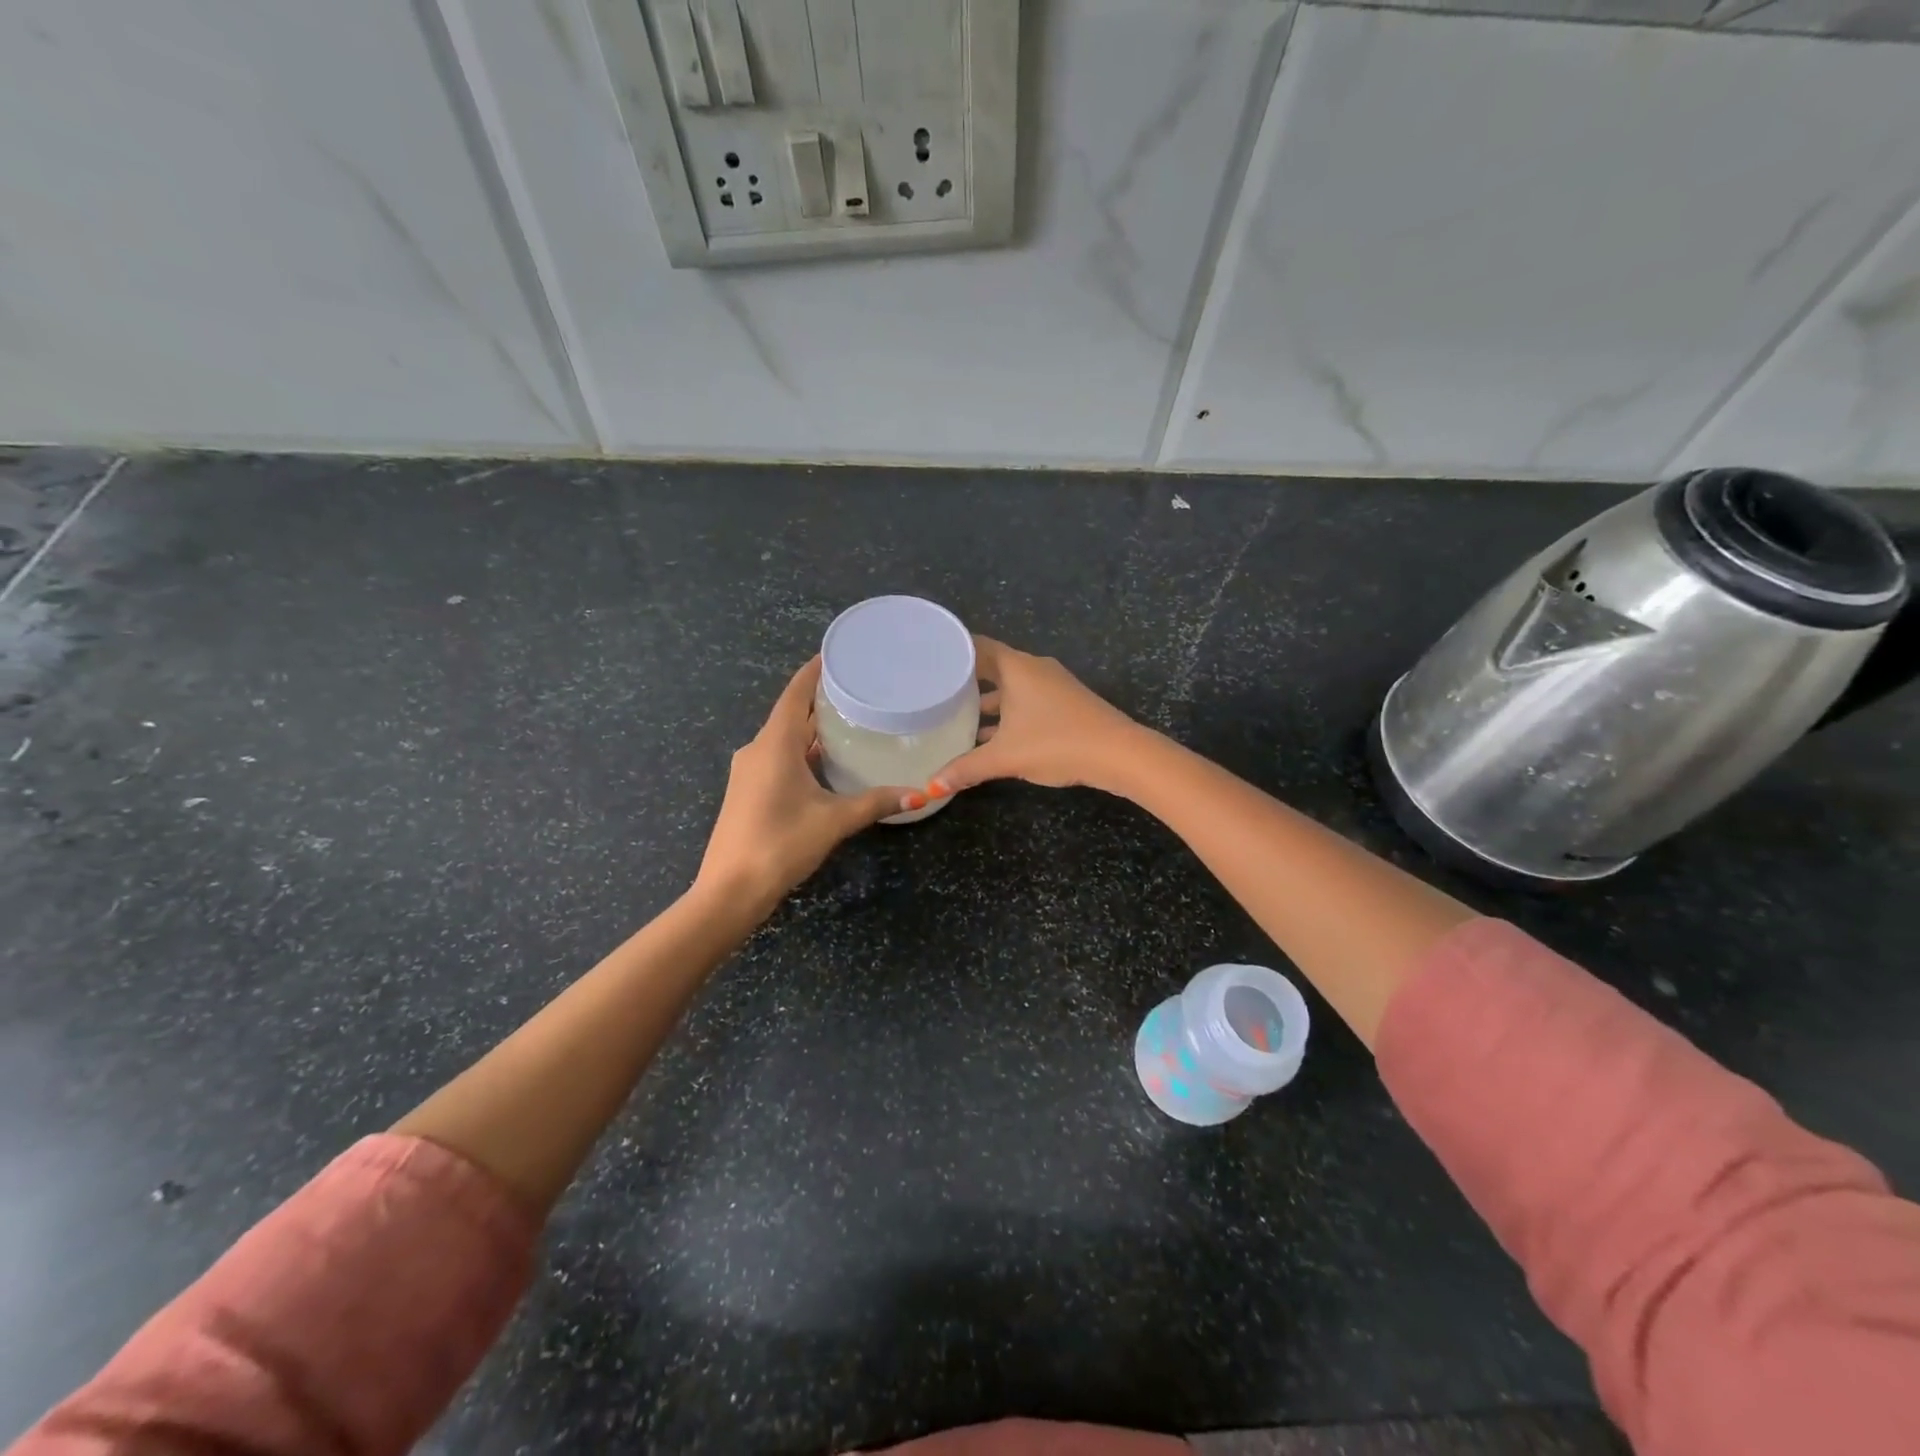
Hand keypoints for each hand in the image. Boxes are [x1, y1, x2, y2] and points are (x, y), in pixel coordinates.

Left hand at [695, 657, 909, 912]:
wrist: (729, 891)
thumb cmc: (780, 844)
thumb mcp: (833, 821)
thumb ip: (875, 802)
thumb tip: (921, 793)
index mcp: (774, 744)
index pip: (795, 694)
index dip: (815, 671)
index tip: (839, 653)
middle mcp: (757, 750)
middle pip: (791, 714)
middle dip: (821, 701)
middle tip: (860, 689)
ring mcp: (749, 772)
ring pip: (784, 739)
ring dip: (812, 729)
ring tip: (851, 721)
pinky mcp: (748, 792)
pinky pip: (778, 758)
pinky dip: (803, 752)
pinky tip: (828, 762)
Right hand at [931, 637, 1149, 795]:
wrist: (1118, 754)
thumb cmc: (1056, 742)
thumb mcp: (1005, 757)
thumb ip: (966, 769)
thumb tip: (932, 786)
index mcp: (1017, 667)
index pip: (977, 646)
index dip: (953, 650)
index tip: (929, 658)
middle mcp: (1034, 669)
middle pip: (992, 667)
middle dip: (966, 680)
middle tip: (934, 691)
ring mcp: (1052, 686)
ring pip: (1010, 688)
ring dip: (987, 702)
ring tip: (955, 717)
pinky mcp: (1064, 704)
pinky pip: (1026, 701)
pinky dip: (1007, 713)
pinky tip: (990, 737)